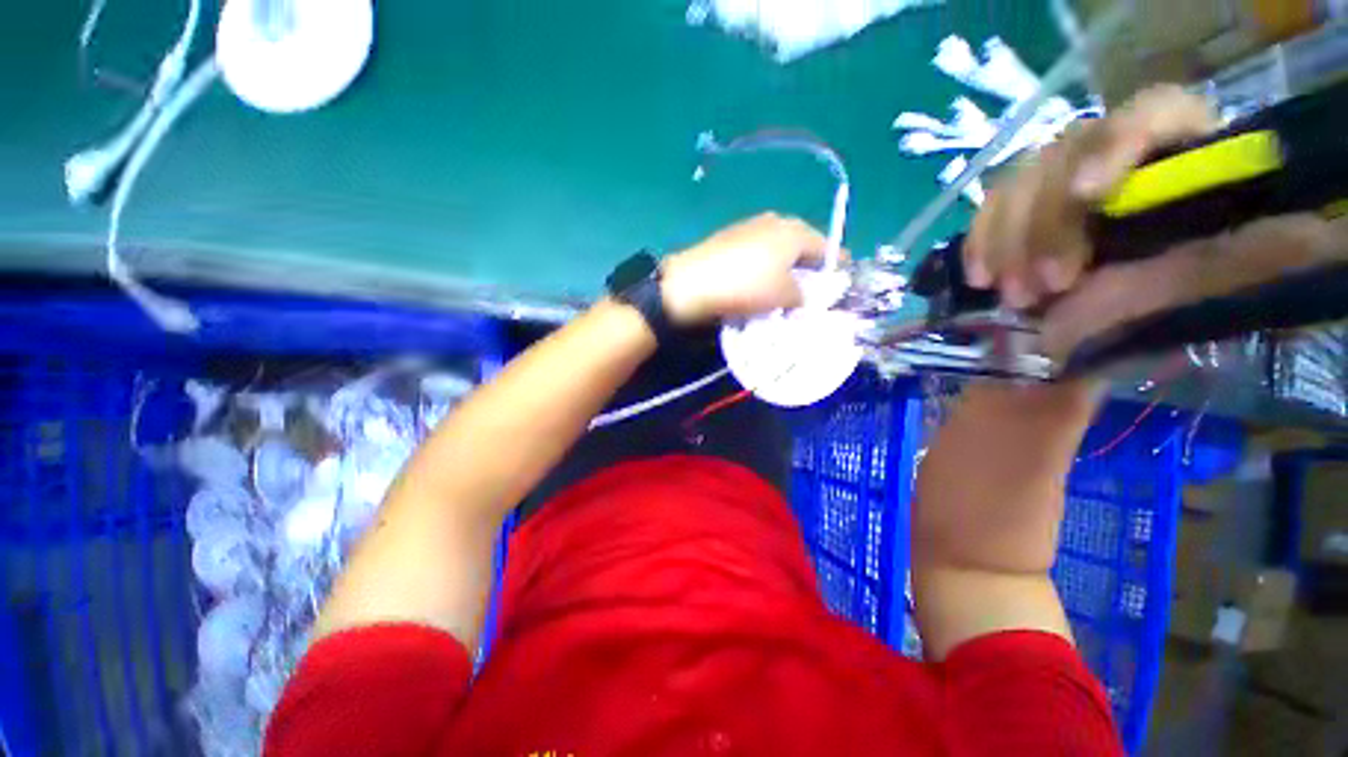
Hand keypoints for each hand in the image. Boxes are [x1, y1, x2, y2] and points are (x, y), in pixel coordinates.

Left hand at [660, 213, 831, 326]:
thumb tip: (803, 295)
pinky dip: (763, 267)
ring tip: (782, 291)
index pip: (827, 246)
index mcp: (794, 231)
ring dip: (783, 268)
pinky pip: (757, 253)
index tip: (840, 282)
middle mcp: (775, 221)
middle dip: (808, 266)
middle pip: (801, 245)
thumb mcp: (784, 296)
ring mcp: (749, 227)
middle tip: (810, 290)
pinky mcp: (729, 238)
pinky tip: (756, 284)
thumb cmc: (747, 287)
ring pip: (777, 249)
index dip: (836, 265)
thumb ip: (803, 295)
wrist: (692, 283)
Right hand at [966, 85, 1347, 361]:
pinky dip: (980, 243)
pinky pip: (991, 211)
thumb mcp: (1225, 279)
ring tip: (1014, 298)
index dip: (1115, 145)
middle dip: (1047, 225)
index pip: (1149, 113)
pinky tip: (980, 276)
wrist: (1164, 293)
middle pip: (1067, 156)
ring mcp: (1065, 175)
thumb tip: (1146, 276)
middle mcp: (1118, 148)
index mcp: (1184, 145)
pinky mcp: (1029, 205)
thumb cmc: (1208, 281)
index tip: (1087, 196)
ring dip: (1007, 244)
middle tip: (1043, 289)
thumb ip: (1197, 273)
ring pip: (1018, 185)